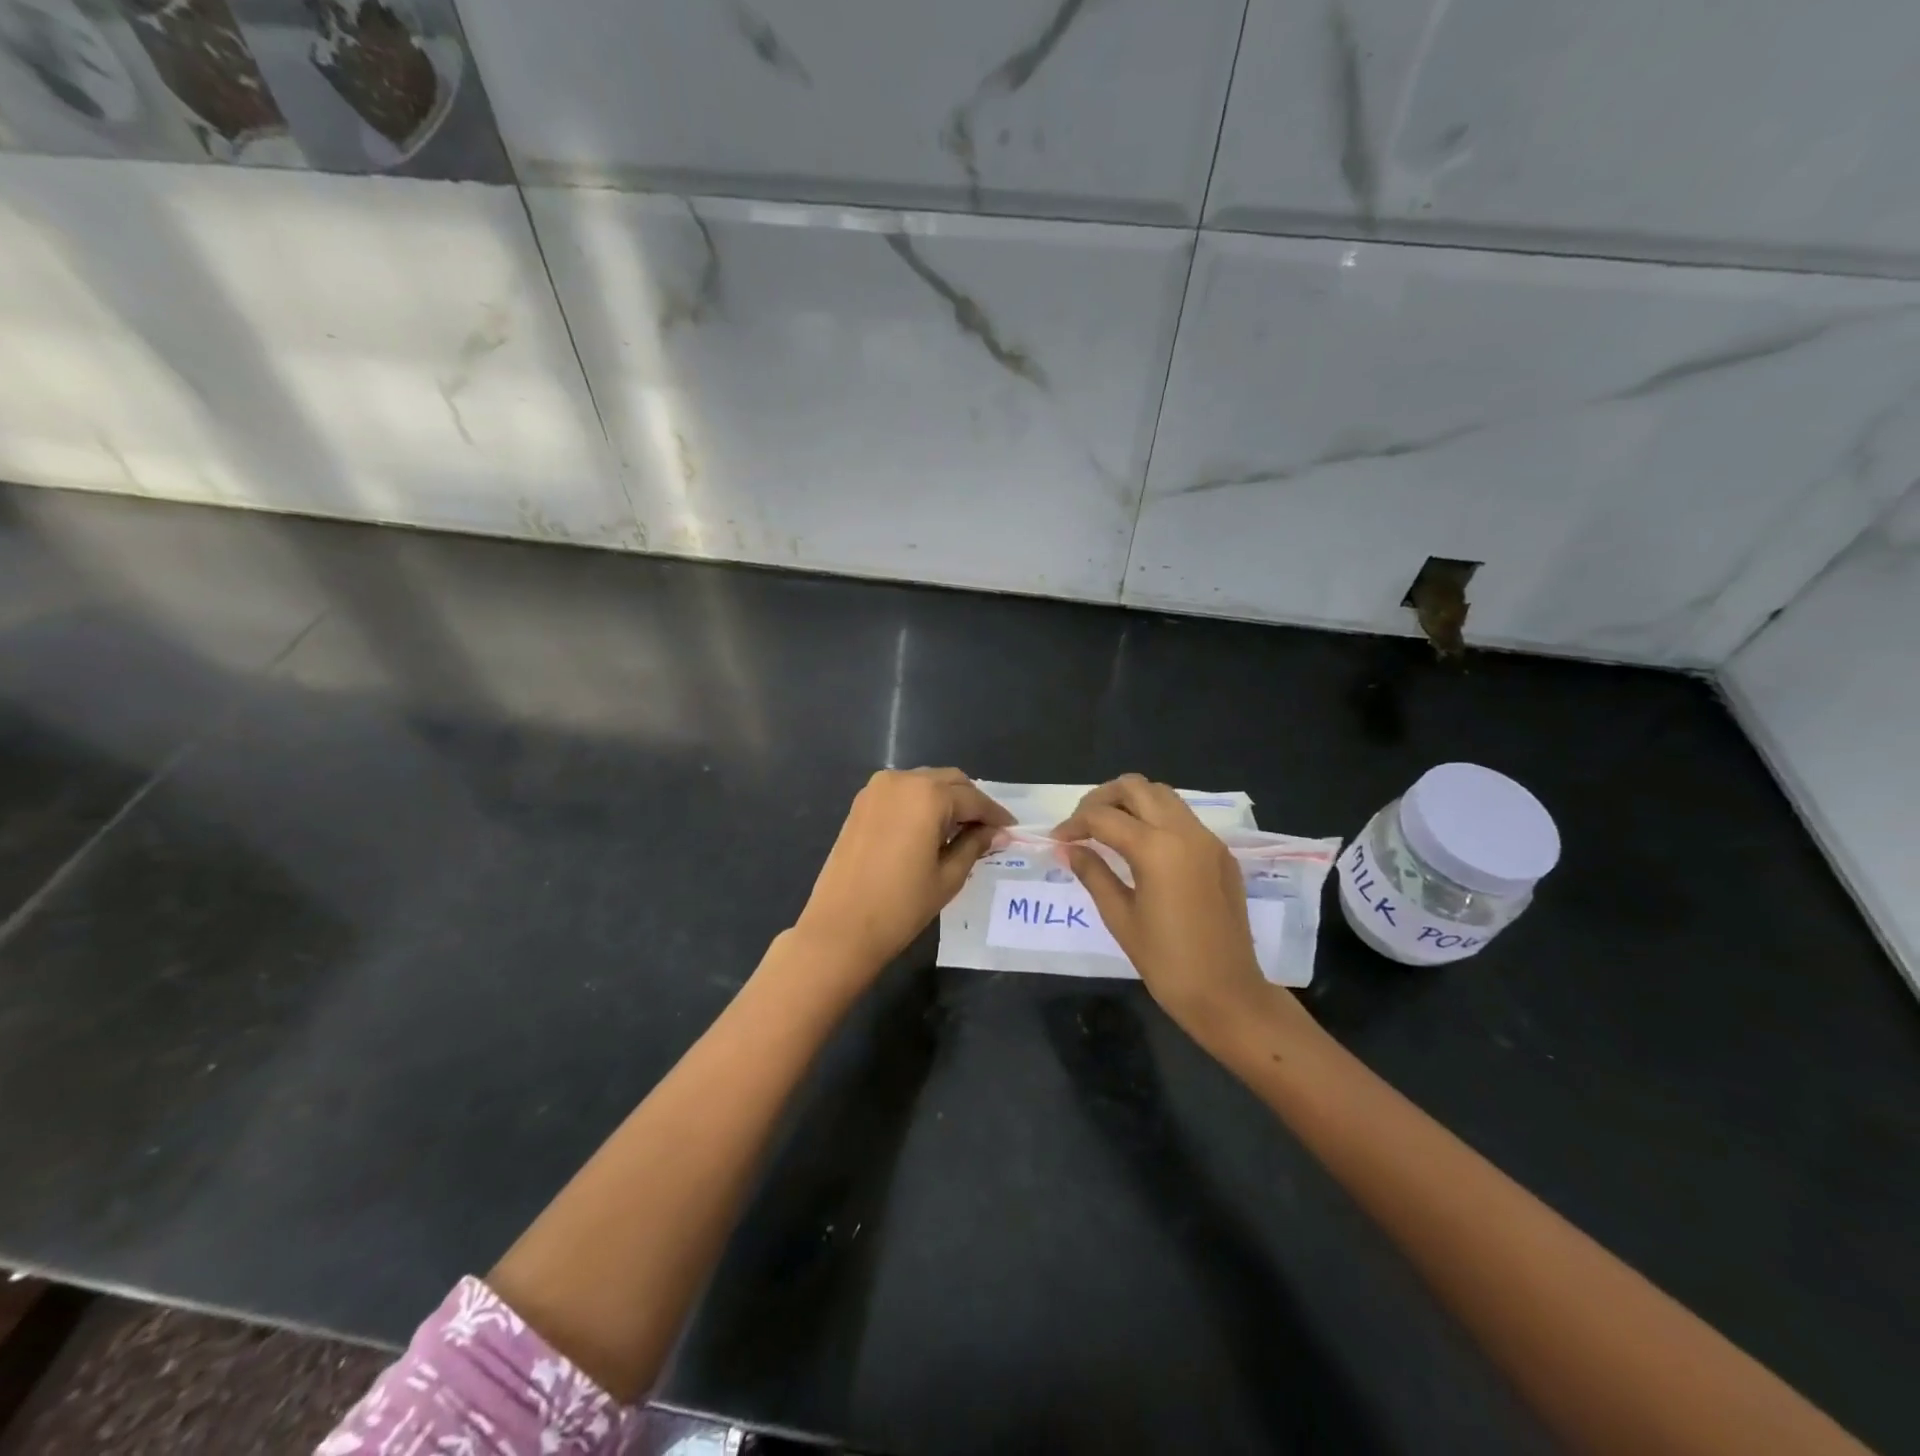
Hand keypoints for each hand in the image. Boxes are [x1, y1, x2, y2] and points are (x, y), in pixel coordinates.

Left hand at [792, 768, 1013, 979]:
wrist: (840, 927)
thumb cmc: (901, 906)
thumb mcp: (948, 877)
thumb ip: (974, 845)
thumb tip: (996, 833)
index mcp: (928, 795)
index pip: (973, 799)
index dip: (995, 815)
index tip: (1012, 829)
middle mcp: (902, 780)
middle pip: (950, 781)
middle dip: (971, 802)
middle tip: (988, 830)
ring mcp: (877, 789)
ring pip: (926, 782)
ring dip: (947, 799)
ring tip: (960, 831)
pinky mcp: (861, 803)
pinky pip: (903, 792)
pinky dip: (921, 803)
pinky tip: (930, 829)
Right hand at [1053, 775, 1275, 1038]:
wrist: (1228, 994)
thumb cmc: (1166, 962)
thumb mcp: (1120, 917)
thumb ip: (1093, 873)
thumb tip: (1068, 849)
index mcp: (1156, 848)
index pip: (1103, 817)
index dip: (1073, 824)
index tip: (1057, 840)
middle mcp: (1185, 832)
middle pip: (1135, 787)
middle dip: (1102, 798)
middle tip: (1082, 825)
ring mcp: (1207, 839)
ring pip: (1162, 795)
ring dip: (1131, 802)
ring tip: (1108, 830)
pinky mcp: (1221, 853)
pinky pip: (1183, 818)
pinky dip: (1156, 818)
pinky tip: (1141, 846)